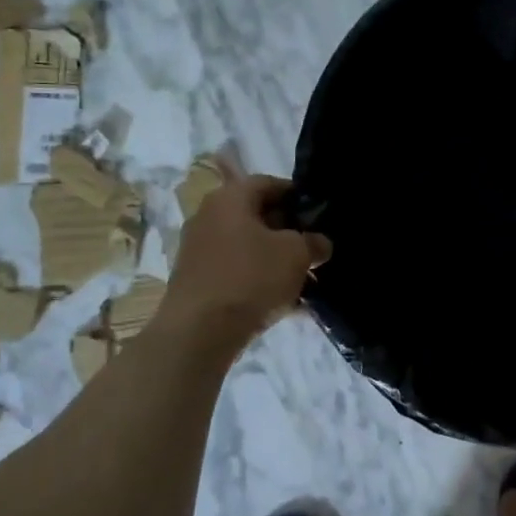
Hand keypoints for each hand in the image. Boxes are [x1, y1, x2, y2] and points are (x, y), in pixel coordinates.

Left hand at [161, 167, 331, 345]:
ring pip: (247, 246)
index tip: (318, 216)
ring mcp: (197, 249)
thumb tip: (319, 243)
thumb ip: (314, 242)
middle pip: (256, 215)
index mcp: (230, 198)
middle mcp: (208, 216)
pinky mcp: (195, 280)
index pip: (269, 183)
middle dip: (288, 230)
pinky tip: (280, 301)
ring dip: (274, 258)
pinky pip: (236, 271)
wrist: (199, 331)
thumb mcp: (297, 254)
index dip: (297, 196)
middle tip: (312, 248)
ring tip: (301, 278)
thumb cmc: (251, 277)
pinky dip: (257, 279)